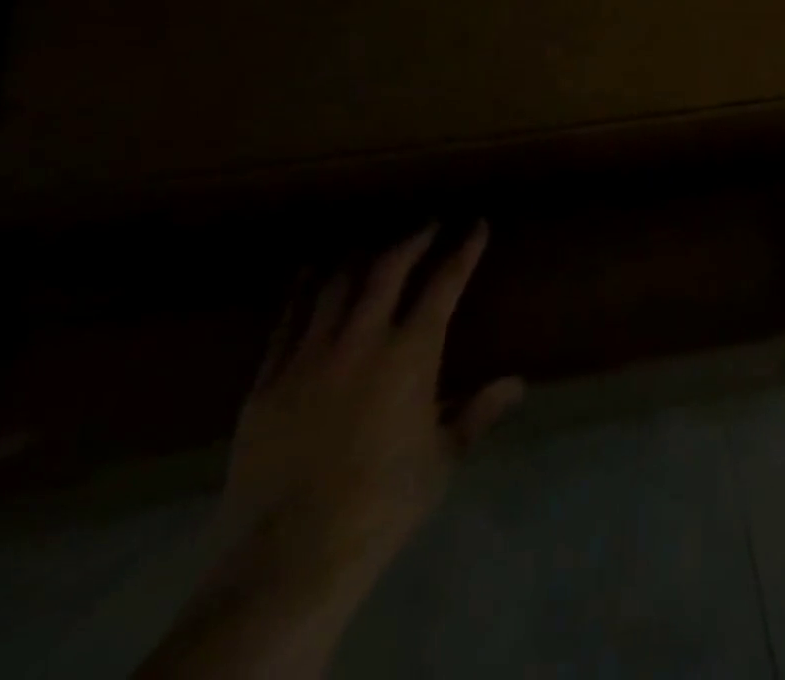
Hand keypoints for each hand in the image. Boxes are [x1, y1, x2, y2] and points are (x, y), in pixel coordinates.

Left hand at [219, 222, 524, 596]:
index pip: (444, 284)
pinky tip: (307, 279)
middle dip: (413, 240)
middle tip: (428, 226)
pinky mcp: (267, 382)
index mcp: (410, 354)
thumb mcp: (442, 458)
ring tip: (372, 247)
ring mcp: (308, 358)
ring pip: (334, 286)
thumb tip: (517, 384)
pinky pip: (286, 323)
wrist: (288, 558)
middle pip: (388, 270)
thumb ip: (478, 413)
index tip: (476, 226)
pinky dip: (302, 293)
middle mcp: (361, 341)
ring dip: (359, 260)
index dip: (464, 251)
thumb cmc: (382, 503)